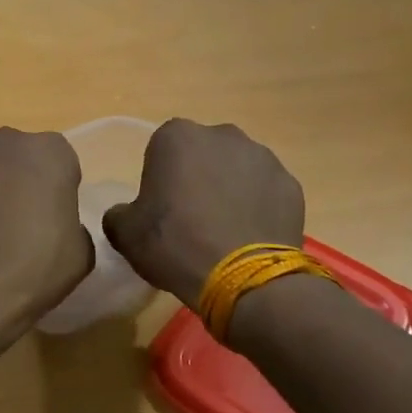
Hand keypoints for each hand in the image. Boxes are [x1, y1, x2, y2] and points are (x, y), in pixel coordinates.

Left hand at [0, 127, 93, 329]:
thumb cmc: (38, 265)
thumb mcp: (81, 250)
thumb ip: (71, 223)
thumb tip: (53, 225)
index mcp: (51, 152)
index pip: (58, 161)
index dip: (55, 189)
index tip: (50, 218)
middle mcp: (6, 142)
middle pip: (15, 157)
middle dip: (16, 181)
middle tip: (15, 223)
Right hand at [102, 119, 305, 306]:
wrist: (243, 277)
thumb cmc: (175, 244)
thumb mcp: (125, 234)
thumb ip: (119, 214)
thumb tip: (125, 214)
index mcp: (177, 137)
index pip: (161, 149)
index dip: (159, 178)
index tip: (160, 208)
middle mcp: (223, 135)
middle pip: (204, 154)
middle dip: (198, 177)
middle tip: (191, 218)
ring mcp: (263, 158)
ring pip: (238, 170)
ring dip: (230, 190)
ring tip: (223, 231)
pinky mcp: (291, 185)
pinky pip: (266, 192)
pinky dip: (258, 208)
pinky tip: (248, 238)